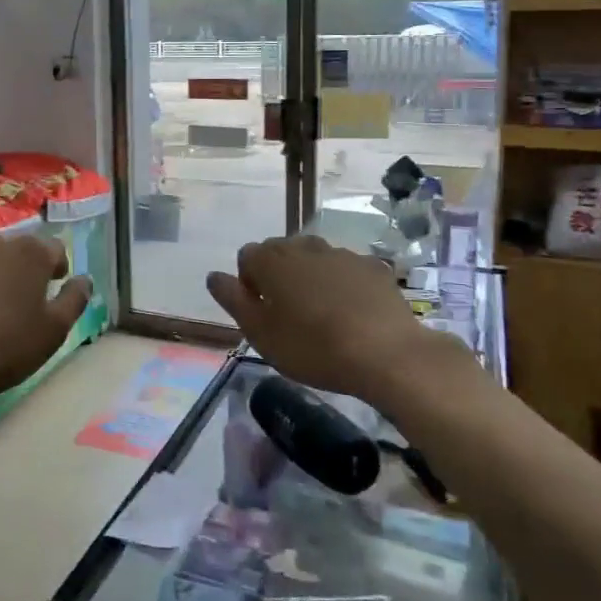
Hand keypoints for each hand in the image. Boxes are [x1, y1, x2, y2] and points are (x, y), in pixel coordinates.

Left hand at [0, 232, 93, 405]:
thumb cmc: (3, 347)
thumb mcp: (53, 332)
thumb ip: (74, 300)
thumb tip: (84, 279)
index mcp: (32, 254)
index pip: (55, 249)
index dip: (57, 268)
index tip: (53, 288)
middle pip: (17, 249)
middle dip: (21, 268)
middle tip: (18, 299)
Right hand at [207, 235, 476, 406]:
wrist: (387, 353)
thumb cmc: (312, 347)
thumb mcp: (260, 333)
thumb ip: (232, 299)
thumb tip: (214, 276)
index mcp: (272, 260)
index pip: (246, 257)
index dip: (248, 284)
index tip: (261, 314)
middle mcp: (304, 246)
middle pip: (280, 253)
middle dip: (278, 277)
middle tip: (288, 316)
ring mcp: (342, 253)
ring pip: (315, 260)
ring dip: (311, 279)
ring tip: (322, 316)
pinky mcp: (373, 267)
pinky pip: (347, 271)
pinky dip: (343, 285)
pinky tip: (353, 315)